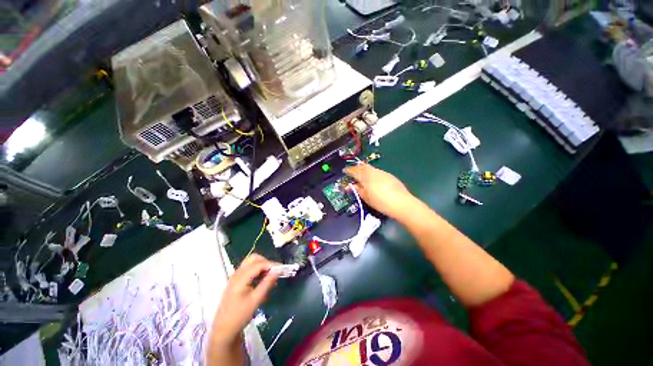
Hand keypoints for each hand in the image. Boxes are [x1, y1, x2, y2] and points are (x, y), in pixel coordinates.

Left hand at [210, 254, 279, 346]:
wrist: (224, 330)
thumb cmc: (240, 316)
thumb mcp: (256, 300)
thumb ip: (267, 284)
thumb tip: (277, 272)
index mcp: (240, 278)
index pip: (259, 264)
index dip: (271, 264)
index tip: (282, 268)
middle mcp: (237, 274)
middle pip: (254, 259)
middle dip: (266, 262)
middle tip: (275, 271)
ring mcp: (236, 277)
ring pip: (251, 263)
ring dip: (262, 266)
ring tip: (271, 276)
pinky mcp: (236, 281)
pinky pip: (249, 269)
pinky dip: (258, 270)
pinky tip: (263, 280)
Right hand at [344, 163, 414, 219]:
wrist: (401, 203)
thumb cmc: (380, 202)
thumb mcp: (366, 197)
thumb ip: (357, 190)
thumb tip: (349, 186)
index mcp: (366, 177)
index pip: (354, 171)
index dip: (348, 170)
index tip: (344, 171)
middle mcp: (373, 172)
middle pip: (363, 166)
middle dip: (356, 167)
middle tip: (352, 171)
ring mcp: (382, 173)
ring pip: (371, 168)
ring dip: (364, 169)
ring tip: (362, 175)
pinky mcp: (389, 175)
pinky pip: (377, 171)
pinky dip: (372, 173)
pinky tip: (373, 179)